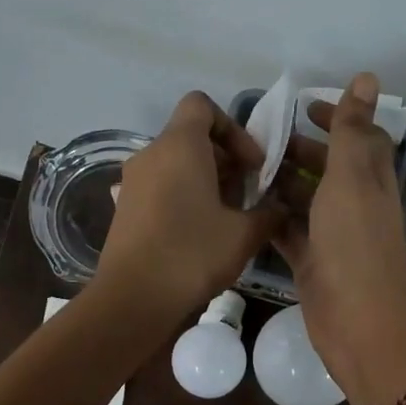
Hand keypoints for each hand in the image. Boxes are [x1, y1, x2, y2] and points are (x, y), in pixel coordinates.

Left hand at [95, 92, 282, 325]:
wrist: (133, 299)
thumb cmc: (192, 254)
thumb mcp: (244, 235)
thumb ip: (269, 213)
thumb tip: (279, 208)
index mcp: (179, 146)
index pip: (203, 105)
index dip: (233, 128)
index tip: (251, 164)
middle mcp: (150, 154)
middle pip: (191, 137)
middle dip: (225, 160)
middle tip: (248, 195)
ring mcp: (132, 182)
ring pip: (176, 165)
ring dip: (206, 182)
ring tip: (228, 217)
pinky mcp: (125, 209)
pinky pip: (160, 188)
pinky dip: (183, 198)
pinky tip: (200, 234)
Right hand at [273, 73, 405, 400]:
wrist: (356, 320)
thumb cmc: (354, 243)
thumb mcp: (351, 177)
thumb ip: (353, 129)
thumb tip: (368, 77)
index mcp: (371, 181)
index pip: (360, 139)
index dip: (338, 118)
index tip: (303, 107)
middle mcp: (356, 206)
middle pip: (329, 169)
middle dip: (300, 151)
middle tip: (259, 140)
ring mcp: (334, 237)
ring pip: (306, 201)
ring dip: (281, 184)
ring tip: (242, 170)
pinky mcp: (313, 263)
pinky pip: (290, 233)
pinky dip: (272, 219)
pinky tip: (244, 208)